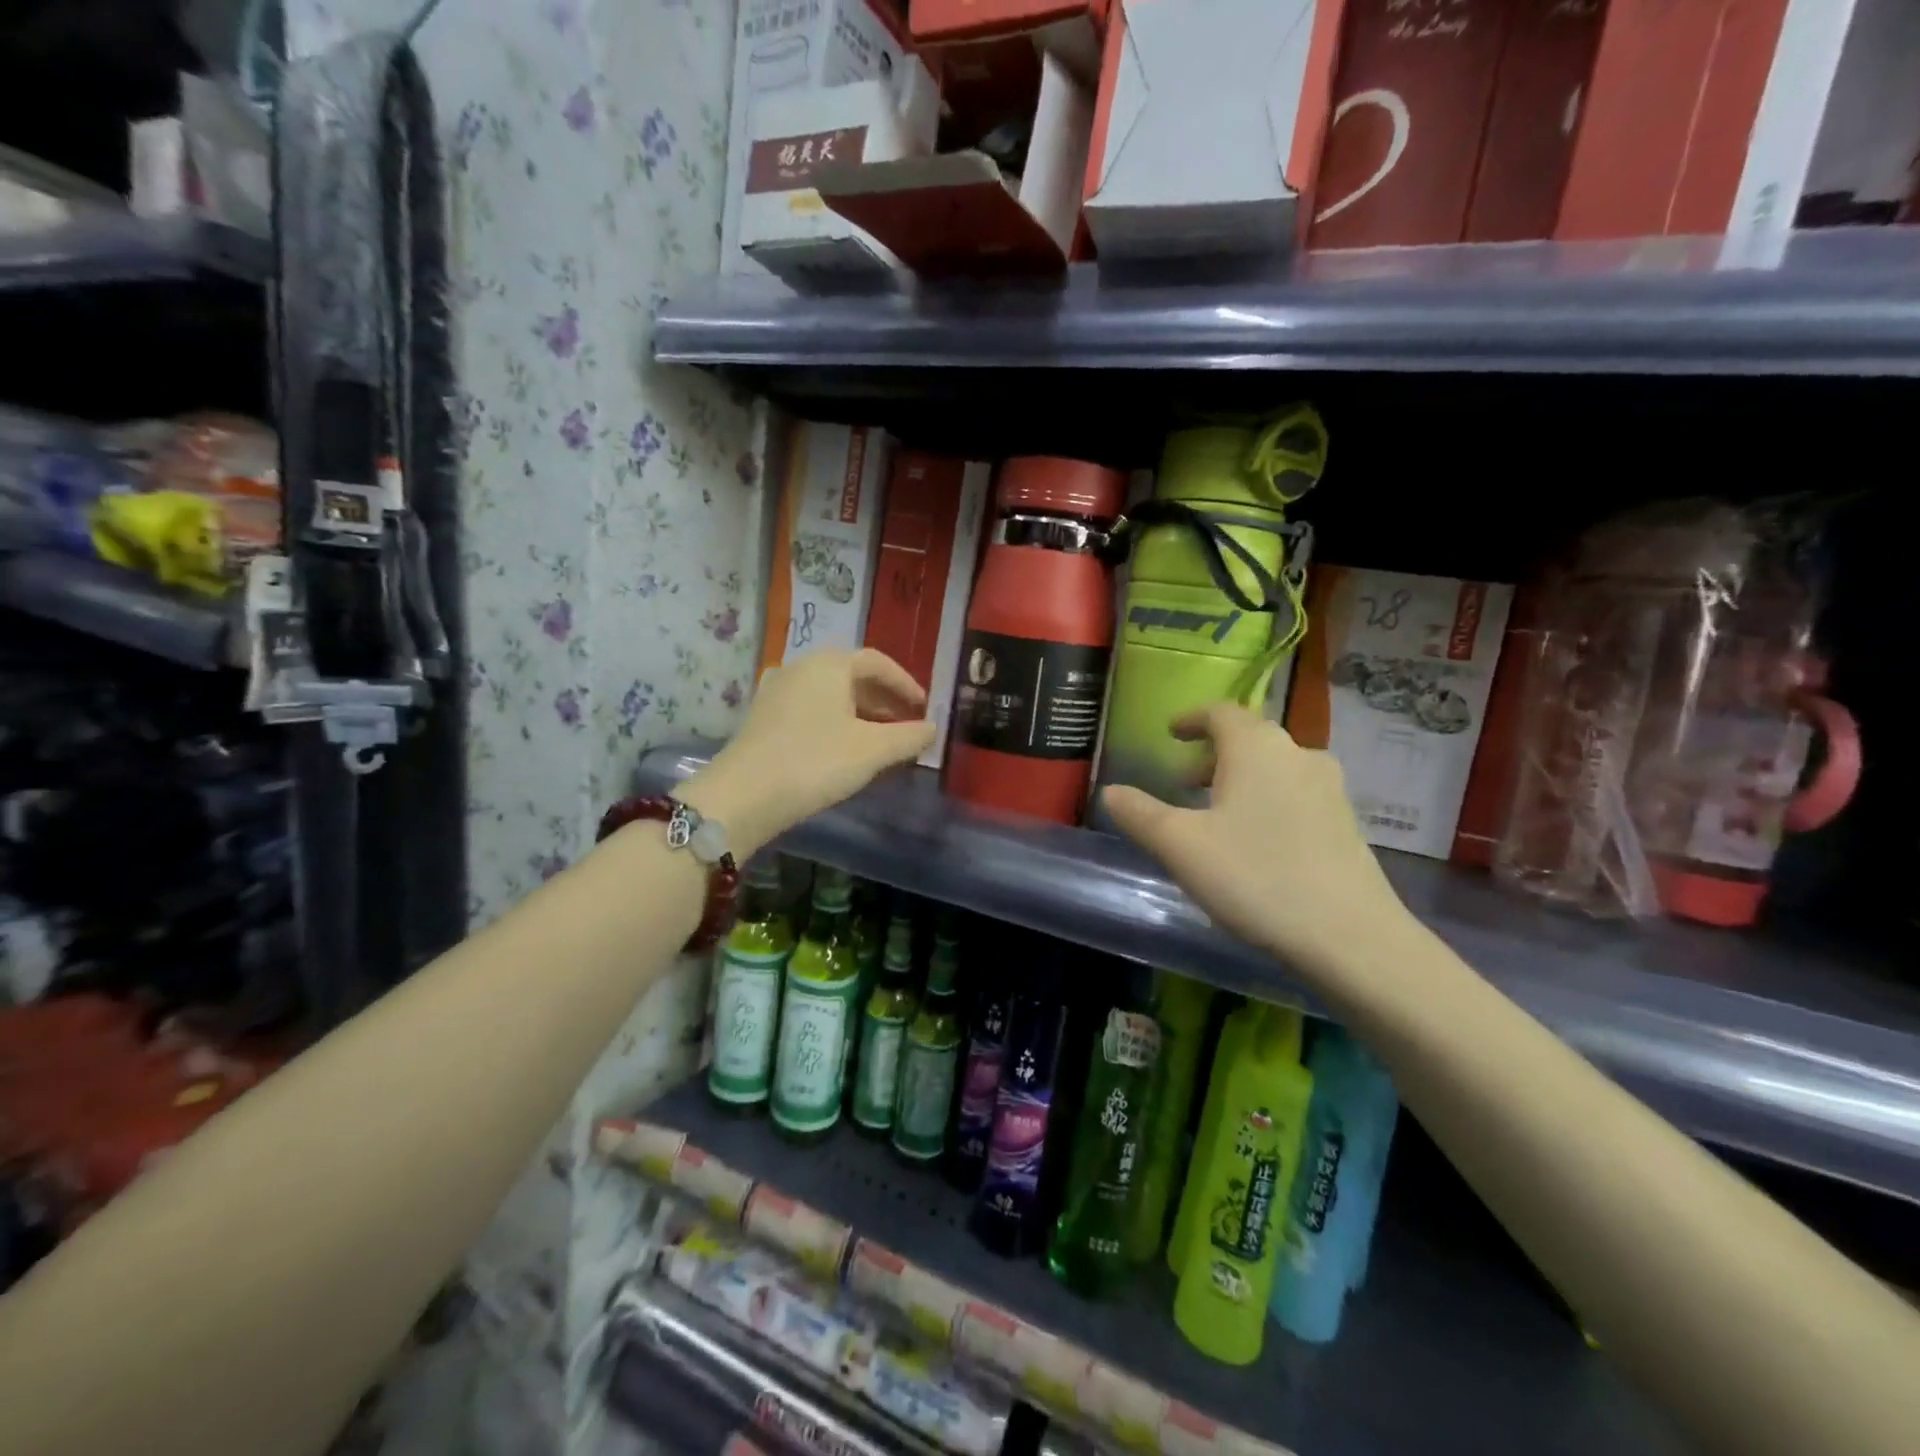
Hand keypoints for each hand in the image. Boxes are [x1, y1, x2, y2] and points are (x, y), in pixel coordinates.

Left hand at [683, 649, 935, 856]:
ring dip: (861, 712)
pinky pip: (812, 709)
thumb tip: (932, 728)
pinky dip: (836, 721)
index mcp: (829, 664)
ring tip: (881, 739)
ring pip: (831, 694)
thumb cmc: (815, 761)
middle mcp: (802, 667)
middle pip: (852, 676)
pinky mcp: (764, 717)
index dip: (905, 684)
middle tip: (907, 723)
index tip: (924, 708)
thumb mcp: (872, 750)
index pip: (877, 663)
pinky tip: (846, 747)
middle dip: (884, 700)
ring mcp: (778, 691)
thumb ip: (908, 737)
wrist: (744, 795)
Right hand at [1100, 704, 1413, 983]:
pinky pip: (1294, 793)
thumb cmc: (1255, 877)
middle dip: (1211, 754)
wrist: (1350, 936)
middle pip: (1249, 738)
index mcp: (1256, 747)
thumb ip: (1139, 814)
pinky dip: (1266, 800)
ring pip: (1274, 767)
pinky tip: (1254, 841)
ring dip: (1239, 778)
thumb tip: (1110, 792)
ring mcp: (1329, 788)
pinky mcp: (1346, 822)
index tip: (1170, 732)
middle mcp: (1298, 754)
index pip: (1220, 712)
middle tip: (1183, 782)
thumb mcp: (1180, 846)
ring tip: (1215, 814)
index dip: (1191, 718)